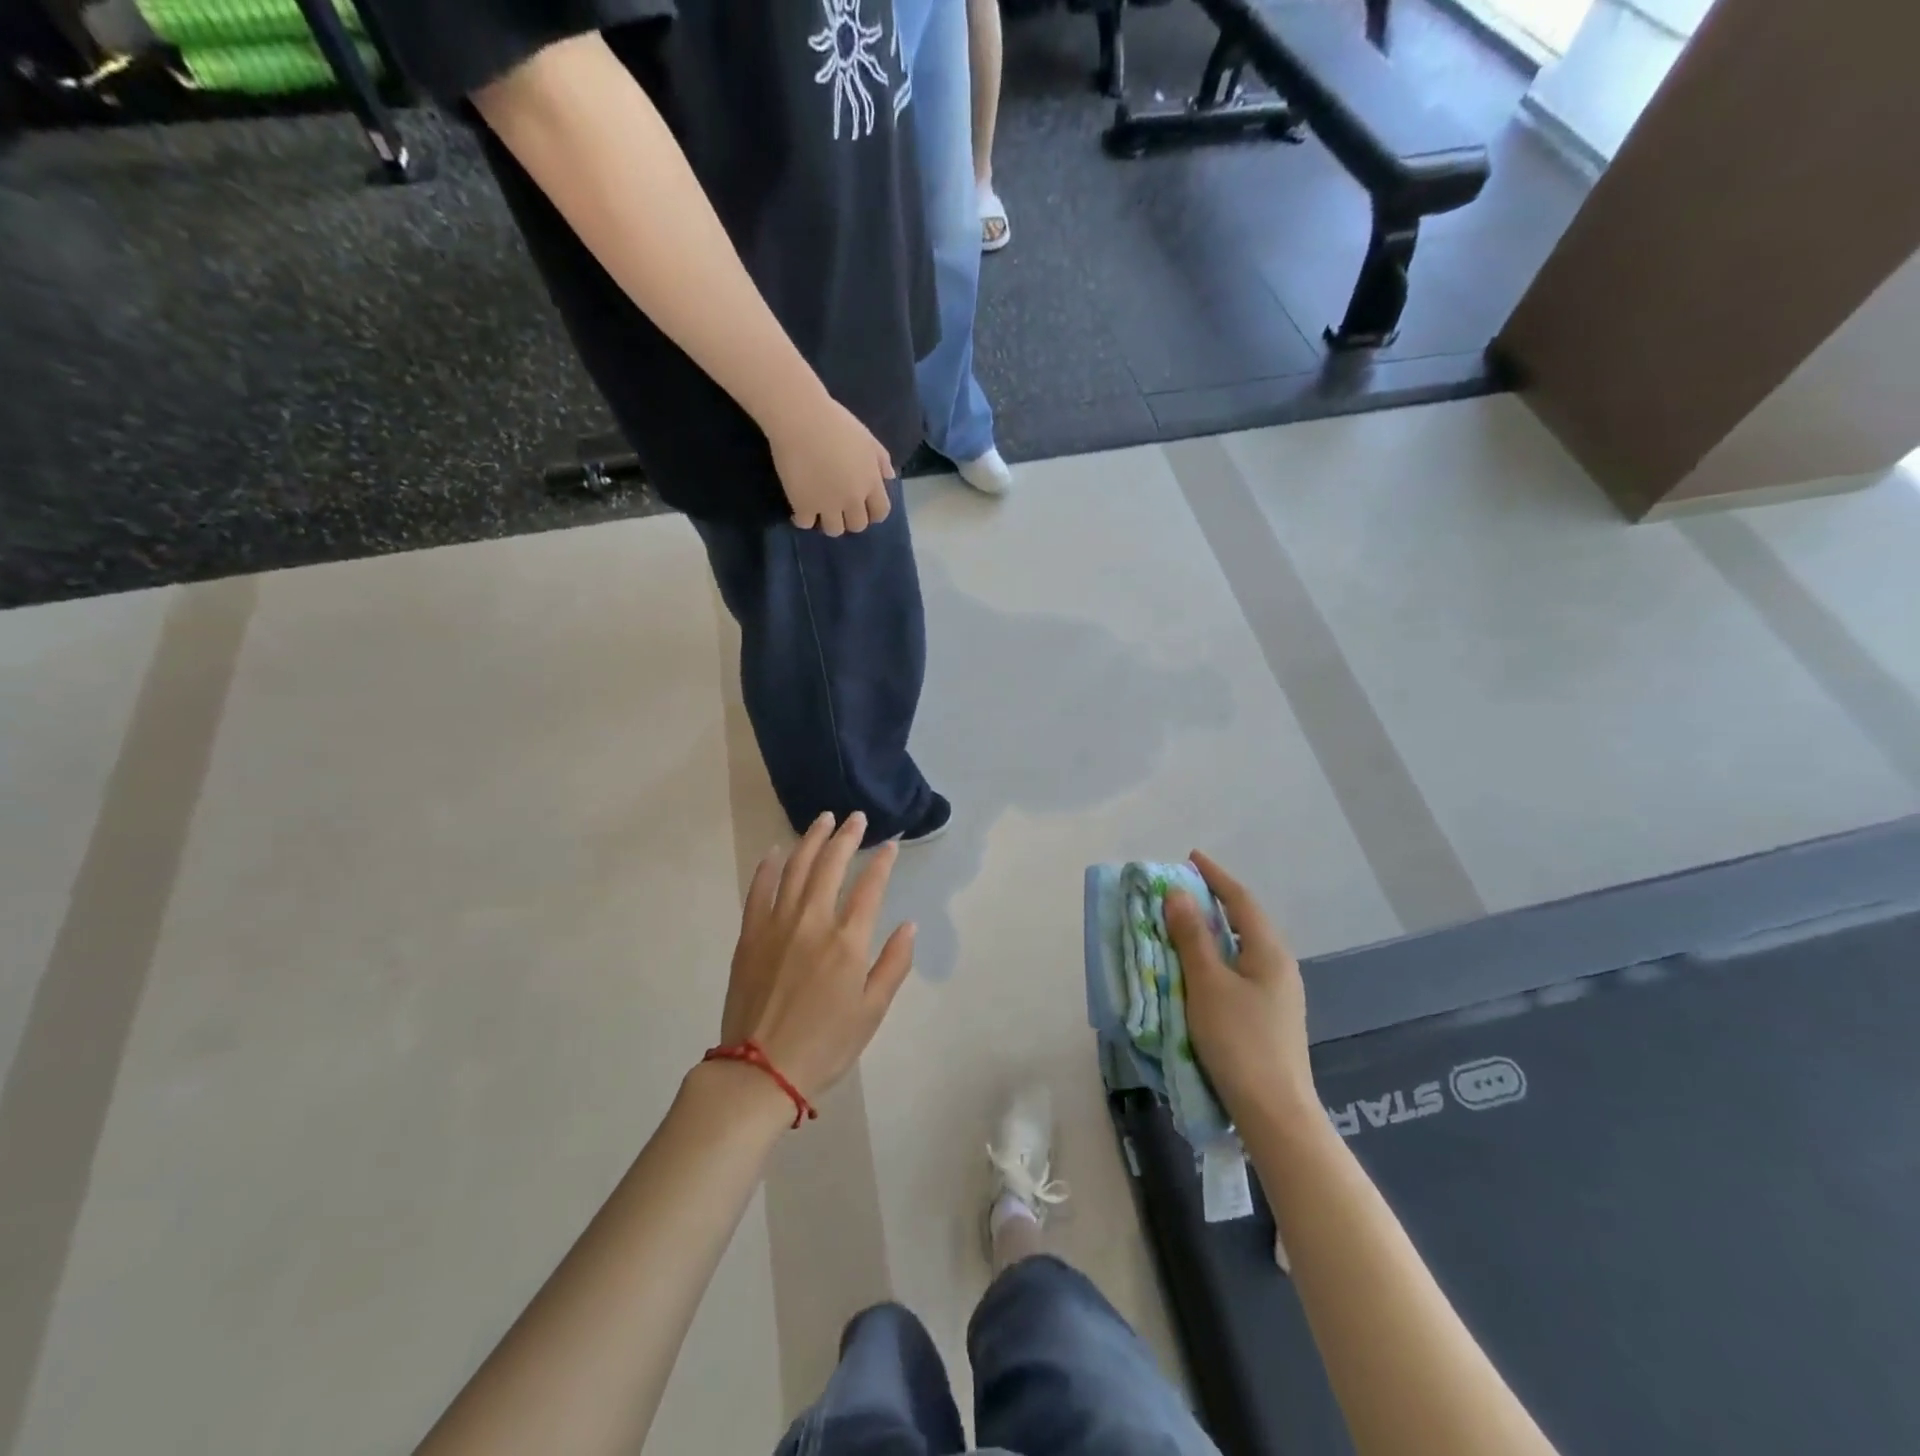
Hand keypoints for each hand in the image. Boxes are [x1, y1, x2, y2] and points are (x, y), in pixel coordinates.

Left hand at [719, 812, 916, 1104]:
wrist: (760, 1071)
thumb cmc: (825, 1045)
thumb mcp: (872, 1011)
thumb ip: (893, 964)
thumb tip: (908, 924)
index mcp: (847, 942)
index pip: (870, 887)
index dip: (882, 861)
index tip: (891, 844)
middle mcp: (812, 922)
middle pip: (831, 866)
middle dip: (847, 837)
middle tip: (857, 817)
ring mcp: (776, 925)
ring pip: (796, 868)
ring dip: (811, 839)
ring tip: (823, 819)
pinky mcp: (749, 935)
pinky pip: (759, 890)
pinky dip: (768, 867)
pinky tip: (776, 851)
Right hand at [766, 393, 895, 537]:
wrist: (801, 418)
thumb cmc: (835, 422)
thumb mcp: (867, 438)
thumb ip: (881, 460)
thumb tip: (889, 478)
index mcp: (870, 482)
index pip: (881, 512)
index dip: (873, 513)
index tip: (863, 508)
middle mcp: (852, 498)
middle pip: (858, 525)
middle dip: (850, 519)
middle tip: (838, 508)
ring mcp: (828, 504)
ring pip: (834, 530)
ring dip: (828, 522)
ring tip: (819, 511)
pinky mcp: (803, 505)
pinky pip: (805, 524)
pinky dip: (802, 519)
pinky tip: (799, 510)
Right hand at [1166, 850, 1316, 1128]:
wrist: (1274, 1111)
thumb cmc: (1238, 1040)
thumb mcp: (1207, 983)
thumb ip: (1192, 936)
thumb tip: (1178, 893)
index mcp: (1268, 951)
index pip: (1240, 900)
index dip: (1215, 876)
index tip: (1191, 857)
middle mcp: (1279, 965)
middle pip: (1245, 920)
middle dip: (1214, 900)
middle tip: (1182, 889)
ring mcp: (1278, 992)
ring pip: (1242, 946)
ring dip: (1215, 929)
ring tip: (1185, 922)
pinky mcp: (1269, 1014)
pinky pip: (1240, 968)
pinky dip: (1218, 955)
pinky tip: (1201, 966)